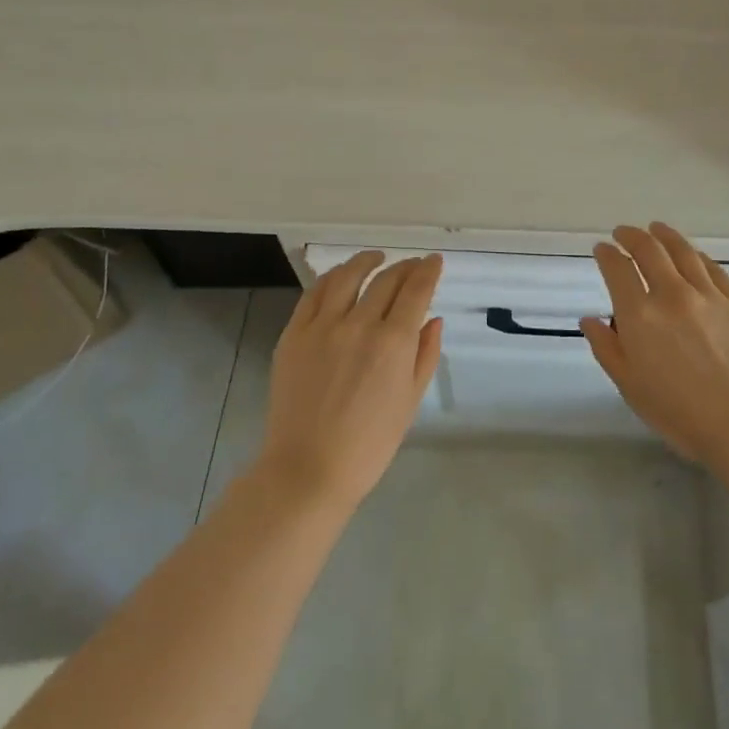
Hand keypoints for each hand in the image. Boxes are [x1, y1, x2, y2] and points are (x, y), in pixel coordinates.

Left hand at [258, 252, 443, 510]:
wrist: (308, 469)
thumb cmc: (370, 444)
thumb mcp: (410, 401)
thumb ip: (425, 354)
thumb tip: (433, 318)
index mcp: (393, 342)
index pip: (416, 290)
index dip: (428, 270)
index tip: (434, 261)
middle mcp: (359, 324)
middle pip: (386, 279)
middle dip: (404, 267)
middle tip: (412, 265)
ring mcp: (322, 326)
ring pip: (347, 276)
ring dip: (366, 261)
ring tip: (375, 258)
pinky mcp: (294, 334)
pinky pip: (314, 294)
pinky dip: (331, 279)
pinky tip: (339, 278)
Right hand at [581, 223, 728, 463]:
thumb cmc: (680, 413)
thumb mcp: (630, 386)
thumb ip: (607, 348)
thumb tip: (590, 319)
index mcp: (640, 315)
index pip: (618, 270)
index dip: (607, 255)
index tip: (602, 249)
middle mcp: (671, 294)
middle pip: (649, 250)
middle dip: (631, 236)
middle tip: (623, 232)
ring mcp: (708, 294)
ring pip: (682, 251)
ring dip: (664, 235)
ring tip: (656, 228)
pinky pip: (712, 267)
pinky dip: (696, 255)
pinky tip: (692, 253)